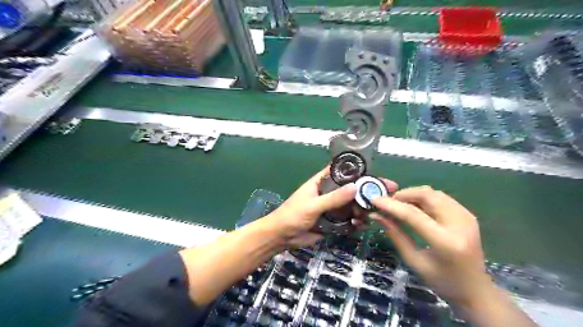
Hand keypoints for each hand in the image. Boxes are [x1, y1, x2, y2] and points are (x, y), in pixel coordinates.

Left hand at [266, 166, 398, 247]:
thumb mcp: (312, 205)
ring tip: (373, 213)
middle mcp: (328, 193)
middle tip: (385, 193)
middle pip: (350, 189)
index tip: (374, 172)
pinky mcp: (333, 222)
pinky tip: (361, 225)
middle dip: (366, 191)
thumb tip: (355, 187)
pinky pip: (348, 219)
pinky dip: (356, 221)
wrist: (282, 237)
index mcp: (321, 182)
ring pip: (351, 205)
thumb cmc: (292, 215)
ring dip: (362, 208)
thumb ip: (333, 198)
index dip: (356, 170)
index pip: (340, 171)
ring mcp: (331, 208)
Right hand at [374, 187, 490, 308]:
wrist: (476, 290)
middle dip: (403, 195)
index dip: (391, 205)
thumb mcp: (414, 261)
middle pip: (426, 195)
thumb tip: (377, 216)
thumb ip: (395, 235)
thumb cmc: (442, 281)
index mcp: (445, 242)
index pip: (413, 214)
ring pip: (433, 193)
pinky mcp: (467, 214)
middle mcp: (459, 224)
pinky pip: (441, 197)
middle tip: (388, 202)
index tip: (374, 200)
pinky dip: (424, 198)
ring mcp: (466, 217)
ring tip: (399, 205)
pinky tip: (415, 207)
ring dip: (413, 194)